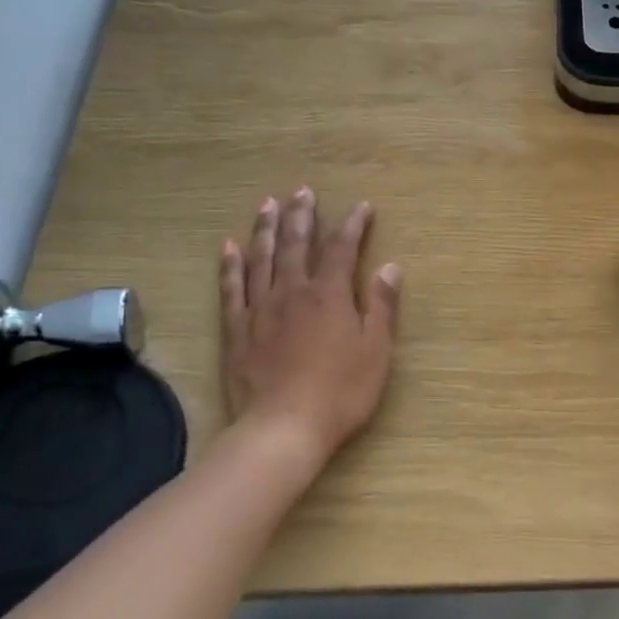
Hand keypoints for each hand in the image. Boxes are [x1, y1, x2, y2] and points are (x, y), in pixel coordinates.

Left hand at [219, 187, 400, 462]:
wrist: (283, 427)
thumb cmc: (341, 391)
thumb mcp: (376, 350)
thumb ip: (380, 306)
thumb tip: (389, 267)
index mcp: (329, 295)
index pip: (342, 249)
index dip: (353, 225)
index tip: (362, 207)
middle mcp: (292, 292)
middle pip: (297, 244)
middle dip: (302, 216)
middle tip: (302, 191)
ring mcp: (259, 309)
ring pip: (262, 258)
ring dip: (266, 229)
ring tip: (268, 204)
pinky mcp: (236, 330)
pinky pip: (231, 288)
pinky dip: (231, 265)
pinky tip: (229, 246)